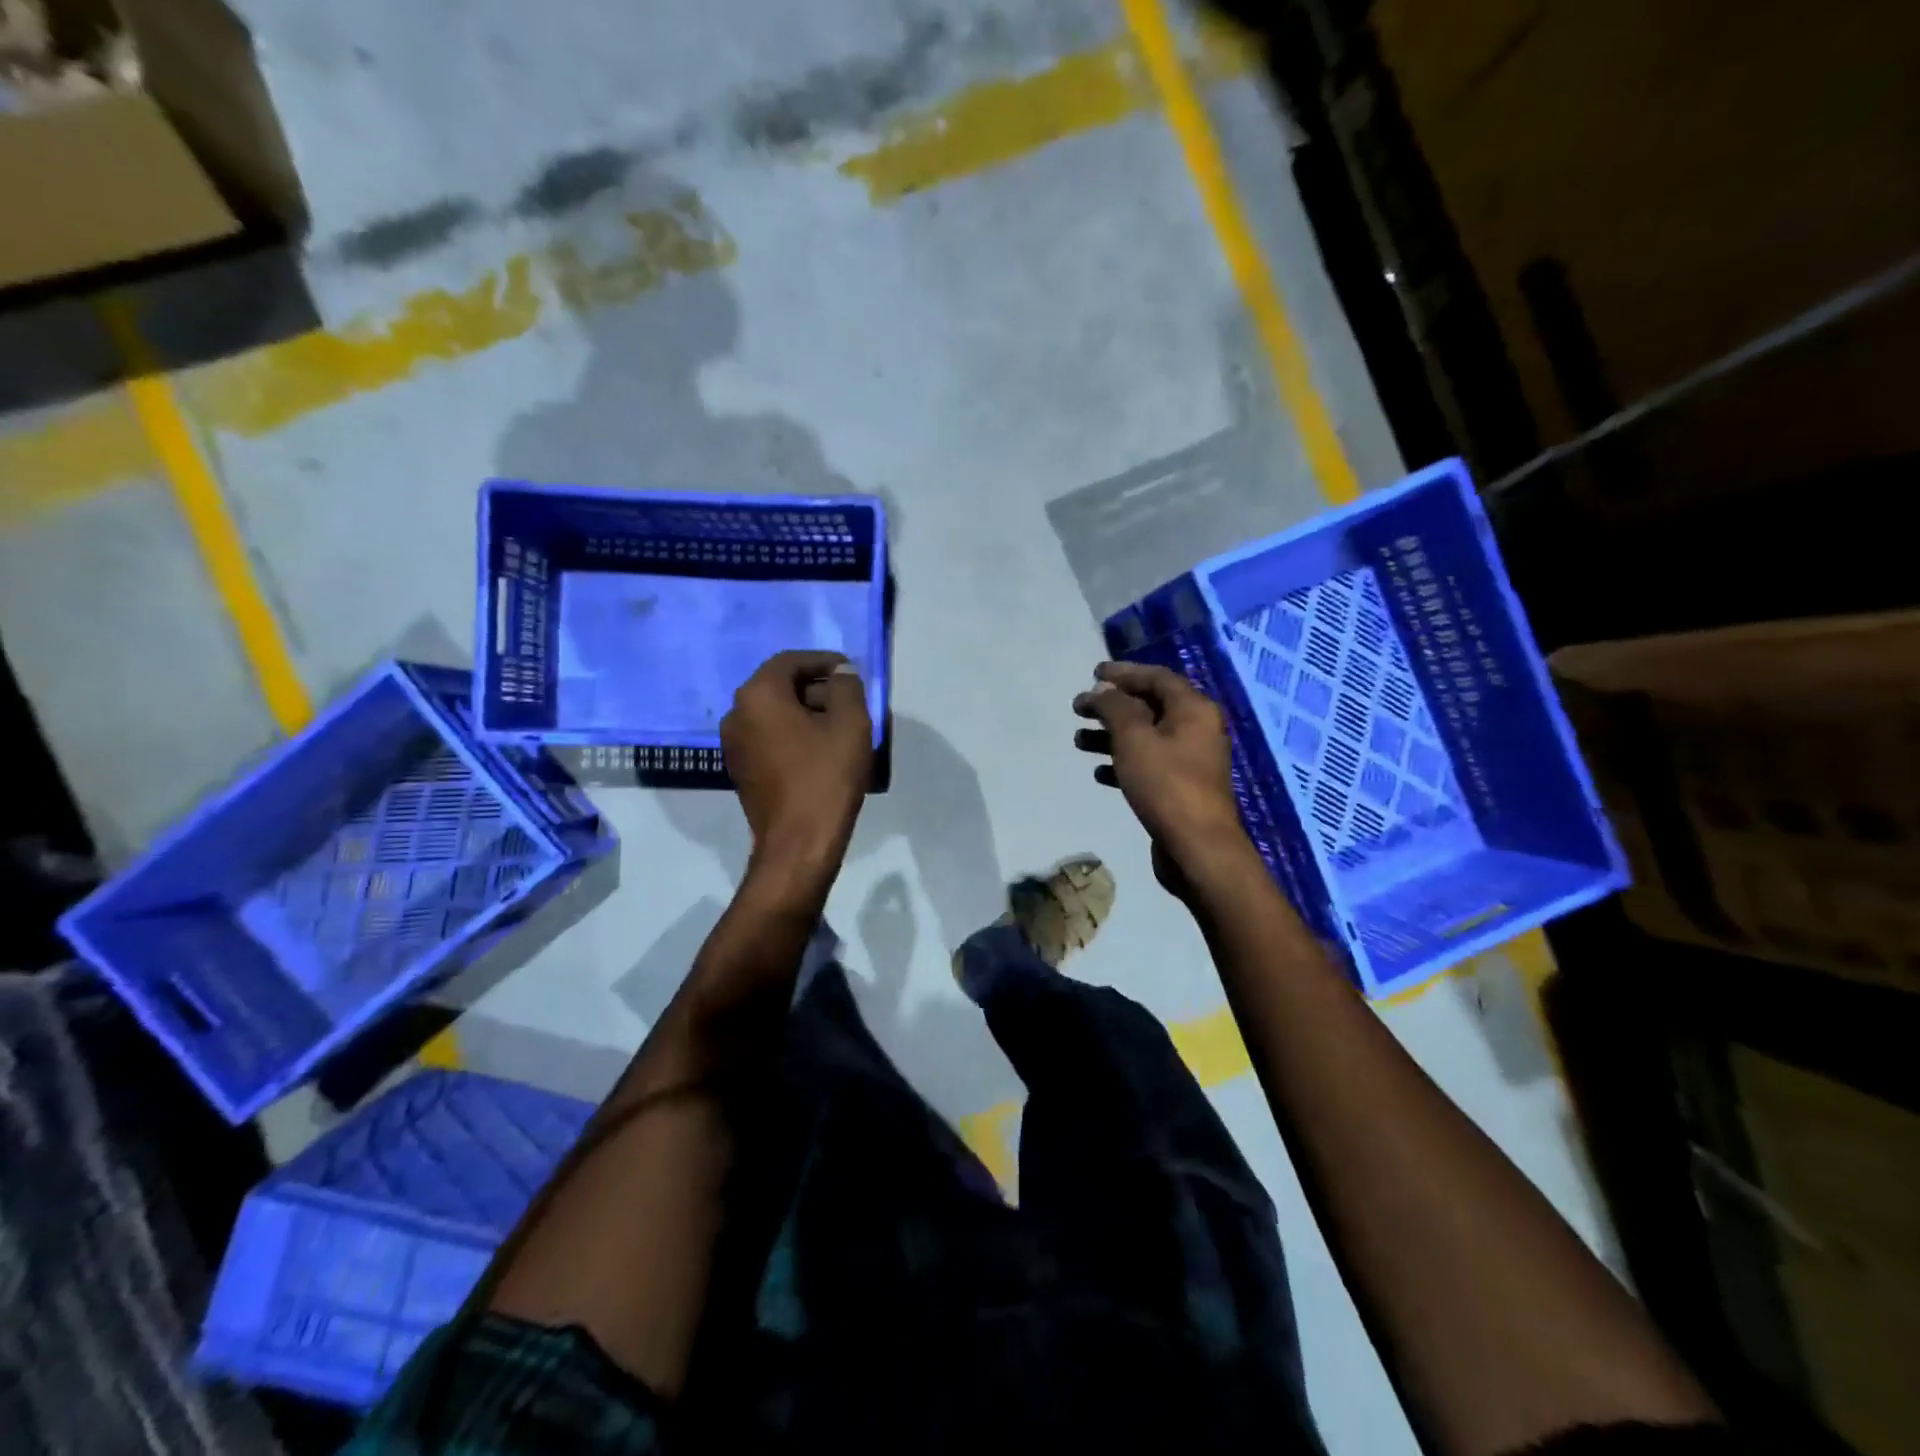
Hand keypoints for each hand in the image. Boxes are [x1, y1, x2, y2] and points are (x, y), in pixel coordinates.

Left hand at [722, 651, 872, 874]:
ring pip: (774, 713)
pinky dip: (793, 734)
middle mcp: (736, 713)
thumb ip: (847, 686)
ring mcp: (733, 744)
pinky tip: (820, 751)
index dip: (824, 661)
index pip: (791, 661)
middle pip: (780, 686)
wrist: (798, 843)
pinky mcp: (741, 769)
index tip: (851, 671)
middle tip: (850, 701)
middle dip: (816, 688)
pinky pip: (769, 737)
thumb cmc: (826, 778)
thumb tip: (840, 672)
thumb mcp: (851, 724)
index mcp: (758, 695)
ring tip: (840, 727)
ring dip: (806, 713)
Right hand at [1073, 661, 1249, 885]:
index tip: (1093, 674)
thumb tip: (1102, 690)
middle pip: (1149, 706)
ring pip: (1145, 737)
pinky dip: (1123, 762)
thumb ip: (1115, 707)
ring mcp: (1190, 760)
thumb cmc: (1166, 785)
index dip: (1123, 673)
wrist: (1198, 847)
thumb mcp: (1134, 739)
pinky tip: (1098, 772)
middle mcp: (1196, 729)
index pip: (1156, 677)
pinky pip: (1148, 764)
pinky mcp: (1180, 787)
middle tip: (1079, 708)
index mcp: (1193, 709)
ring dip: (1111, 735)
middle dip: (1112, 706)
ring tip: (1079, 741)